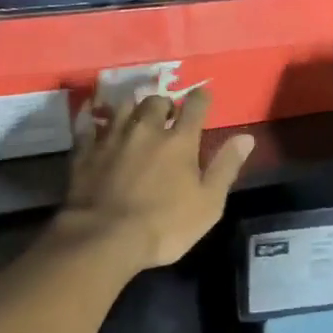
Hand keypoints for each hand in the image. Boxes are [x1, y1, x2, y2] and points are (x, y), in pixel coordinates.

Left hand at [59, 88, 254, 268]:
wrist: (103, 238)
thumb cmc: (165, 225)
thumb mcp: (209, 203)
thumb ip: (226, 167)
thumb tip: (246, 137)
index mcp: (180, 141)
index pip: (195, 107)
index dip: (201, 98)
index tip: (204, 95)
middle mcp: (146, 129)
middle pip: (156, 101)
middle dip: (165, 104)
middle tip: (167, 114)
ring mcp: (112, 138)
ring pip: (124, 107)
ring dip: (133, 108)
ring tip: (136, 117)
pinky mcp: (85, 152)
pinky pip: (89, 126)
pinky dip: (95, 121)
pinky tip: (95, 122)